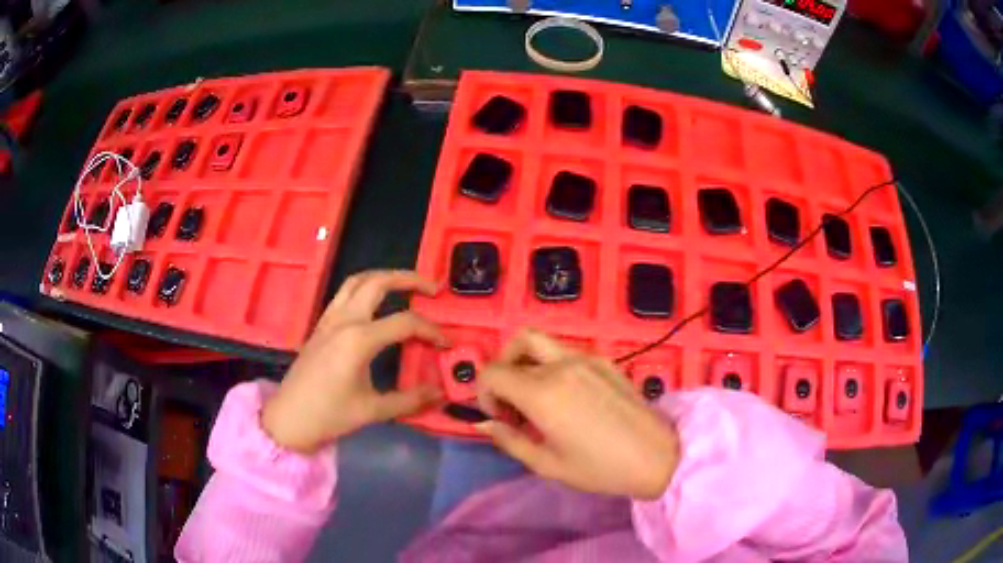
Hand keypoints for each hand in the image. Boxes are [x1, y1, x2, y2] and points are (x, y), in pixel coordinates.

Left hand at [261, 270, 448, 453]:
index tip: (446, 343)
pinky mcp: (320, 323)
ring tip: (406, 285)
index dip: (431, 330)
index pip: (405, 322)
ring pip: (358, 280)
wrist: (289, 418)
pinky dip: (365, 287)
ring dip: (384, 277)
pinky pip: (344, 292)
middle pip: (378, 282)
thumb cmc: (329, 415)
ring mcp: (329, 318)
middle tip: (432, 288)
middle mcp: (344, 320)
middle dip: (409, 279)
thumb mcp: (373, 410)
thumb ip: (410, 400)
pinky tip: (375, 302)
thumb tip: (441, 393)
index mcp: (359, 339)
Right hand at [475, 329, 678, 499]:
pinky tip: (568, 398)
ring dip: (527, 363)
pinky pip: (566, 353)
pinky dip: (552, 366)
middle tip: (511, 400)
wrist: (656, 457)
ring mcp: (586, 358)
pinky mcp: (605, 361)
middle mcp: (561, 365)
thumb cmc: (600, 468)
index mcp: (542, 393)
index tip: (498, 417)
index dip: (483, 393)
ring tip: (537, 398)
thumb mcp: (547, 464)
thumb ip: (509, 440)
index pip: (493, 372)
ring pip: (542, 342)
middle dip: (503, 368)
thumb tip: (484, 423)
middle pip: (516, 343)